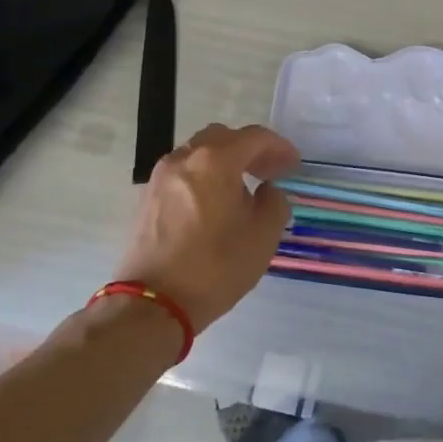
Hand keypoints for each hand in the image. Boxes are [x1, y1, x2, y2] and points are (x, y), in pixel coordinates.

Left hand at [110, 123, 299, 332]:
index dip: (279, 147)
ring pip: (199, 153)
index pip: (254, 137)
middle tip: (270, 171)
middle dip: (250, 149)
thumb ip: (274, 202)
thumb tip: (266, 191)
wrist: (153, 304)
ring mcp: (161, 176)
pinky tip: (216, 202)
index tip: (293, 164)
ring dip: (225, 161)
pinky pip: (183, 172)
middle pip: (223, 138)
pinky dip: (204, 176)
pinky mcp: (148, 197)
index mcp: (216, 161)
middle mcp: (185, 158)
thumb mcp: (263, 236)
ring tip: (243, 187)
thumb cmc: (216, 267)